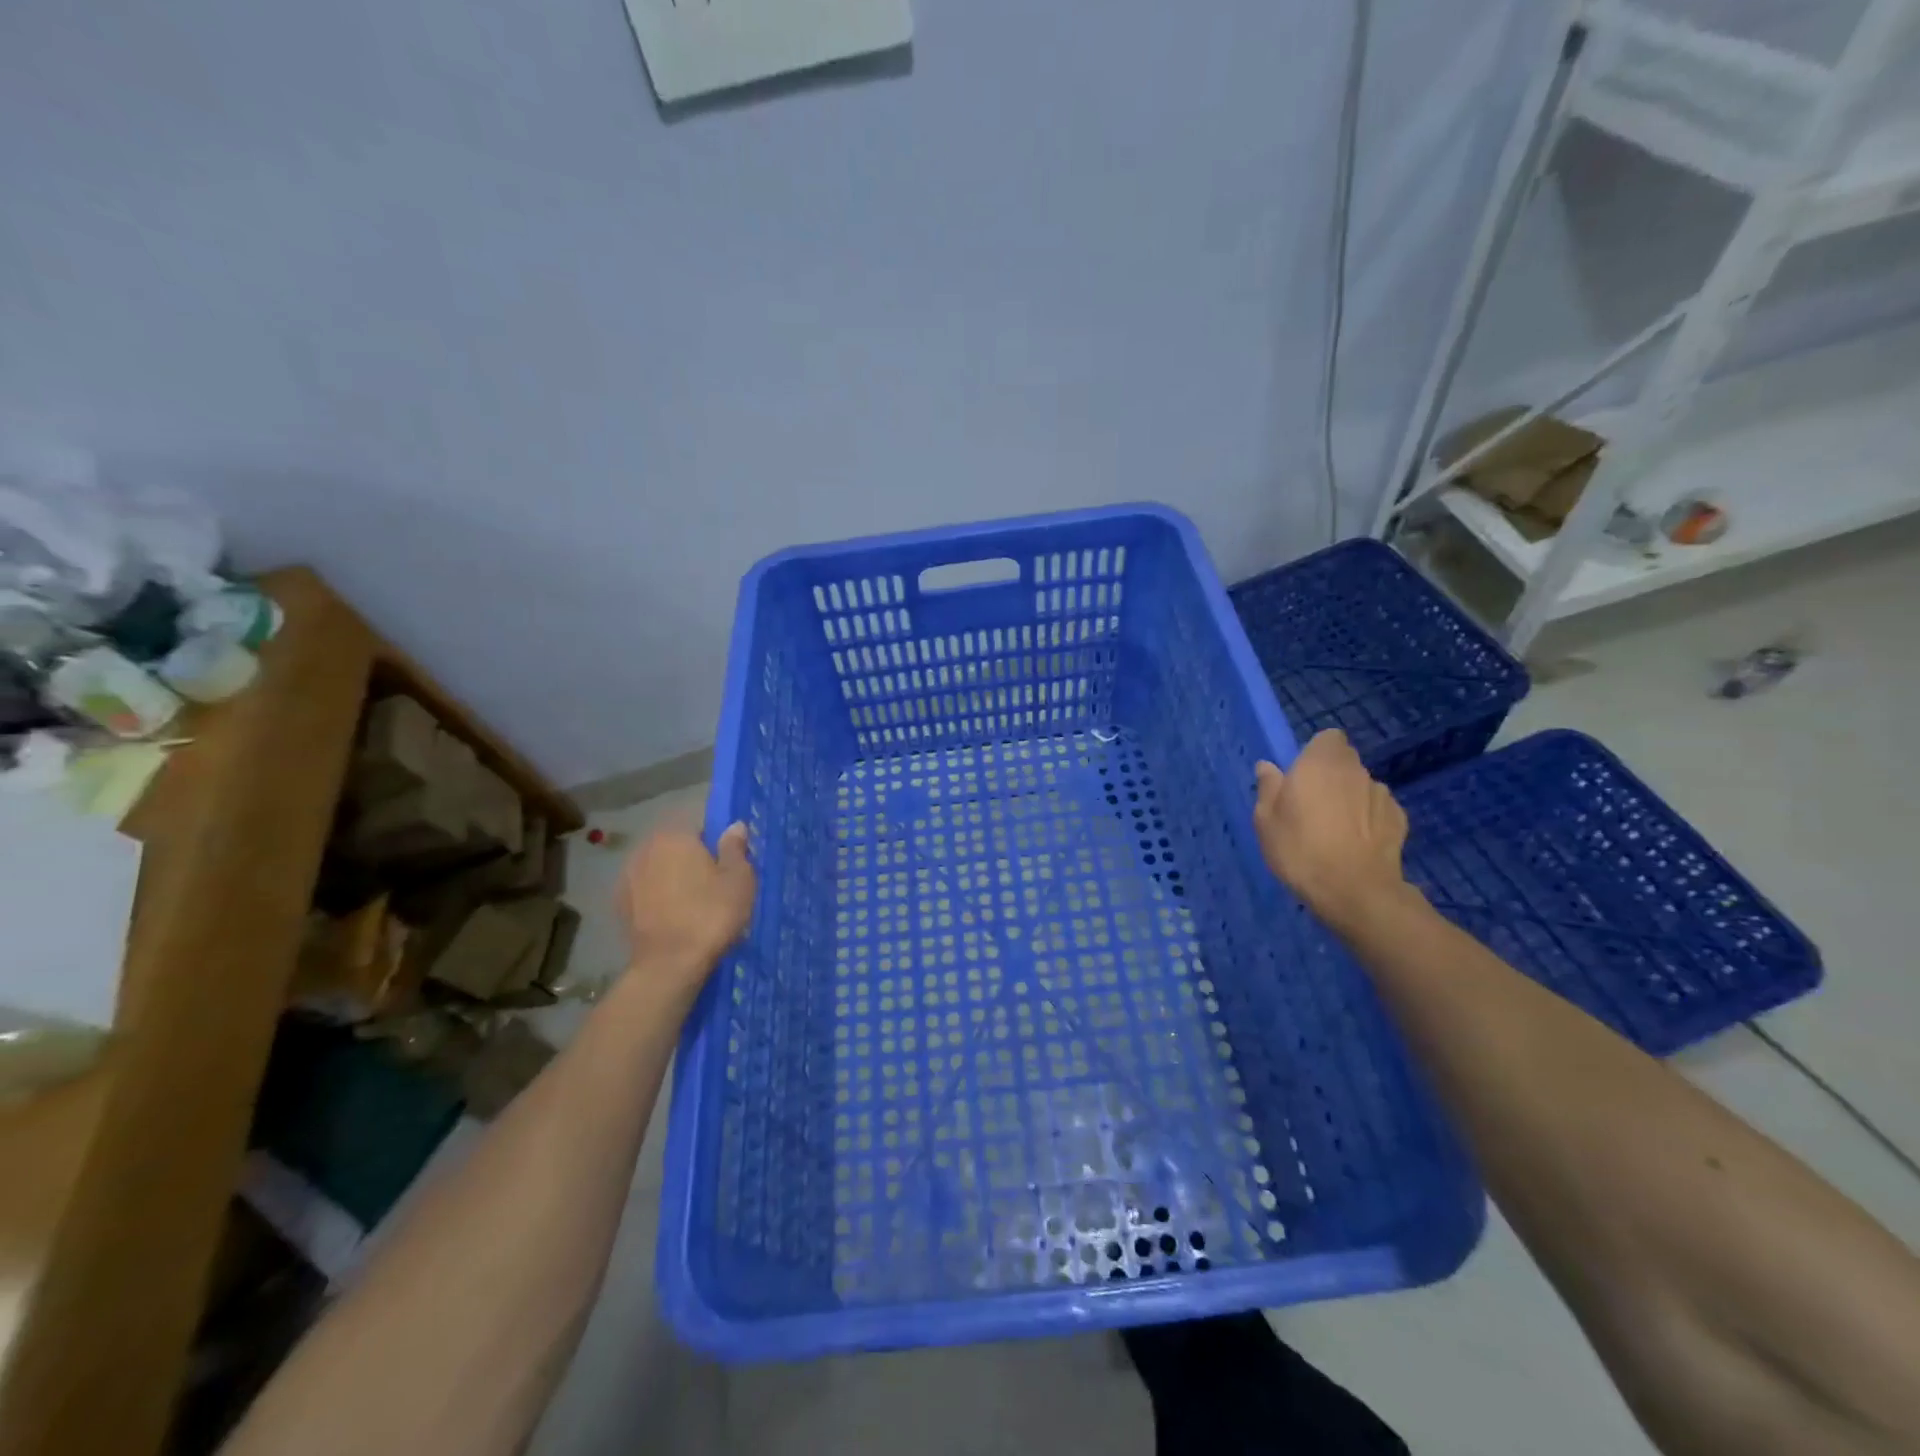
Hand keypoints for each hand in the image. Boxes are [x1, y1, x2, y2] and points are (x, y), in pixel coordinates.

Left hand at [615, 822, 755, 988]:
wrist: (669, 965)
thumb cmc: (711, 914)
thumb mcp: (739, 878)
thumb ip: (735, 848)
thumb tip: (734, 826)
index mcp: (675, 835)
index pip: (699, 824)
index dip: (716, 840)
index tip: (728, 861)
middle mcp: (646, 848)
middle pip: (676, 845)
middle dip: (692, 858)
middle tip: (714, 882)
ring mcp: (628, 876)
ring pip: (659, 867)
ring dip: (673, 877)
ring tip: (694, 902)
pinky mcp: (620, 904)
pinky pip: (647, 890)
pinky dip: (659, 896)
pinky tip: (674, 915)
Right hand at [1254, 730, 1409, 931]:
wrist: (1355, 891)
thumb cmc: (1300, 848)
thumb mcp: (1266, 820)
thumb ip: (1268, 787)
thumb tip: (1267, 767)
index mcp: (1321, 762)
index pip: (1328, 738)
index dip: (1315, 753)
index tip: (1301, 776)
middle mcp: (1356, 770)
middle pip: (1345, 762)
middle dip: (1331, 776)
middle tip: (1311, 805)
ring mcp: (1382, 794)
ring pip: (1362, 786)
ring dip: (1351, 798)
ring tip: (1336, 830)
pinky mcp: (1400, 820)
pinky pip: (1378, 811)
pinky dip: (1369, 820)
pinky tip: (1357, 844)